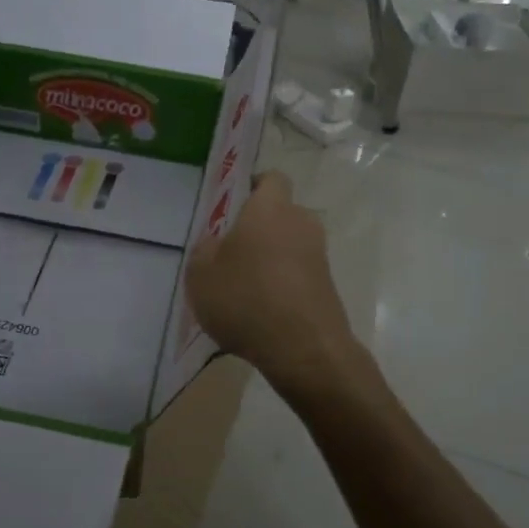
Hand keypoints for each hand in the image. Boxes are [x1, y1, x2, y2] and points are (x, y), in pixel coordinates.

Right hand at [185, 171, 361, 391]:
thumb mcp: (201, 274)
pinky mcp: (327, 286)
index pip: (271, 179)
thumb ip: (205, 250)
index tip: (235, 204)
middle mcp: (301, 223)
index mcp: (270, 209)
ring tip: (242, 288)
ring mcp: (319, 256)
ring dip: (270, 259)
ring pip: (289, 246)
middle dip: (259, 228)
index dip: (254, 186)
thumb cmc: (246, 299)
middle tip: (231, 252)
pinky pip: (298, 274)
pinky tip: (261, 312)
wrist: (304, 349)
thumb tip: (216, 244)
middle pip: (280, 214)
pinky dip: (282, 285)